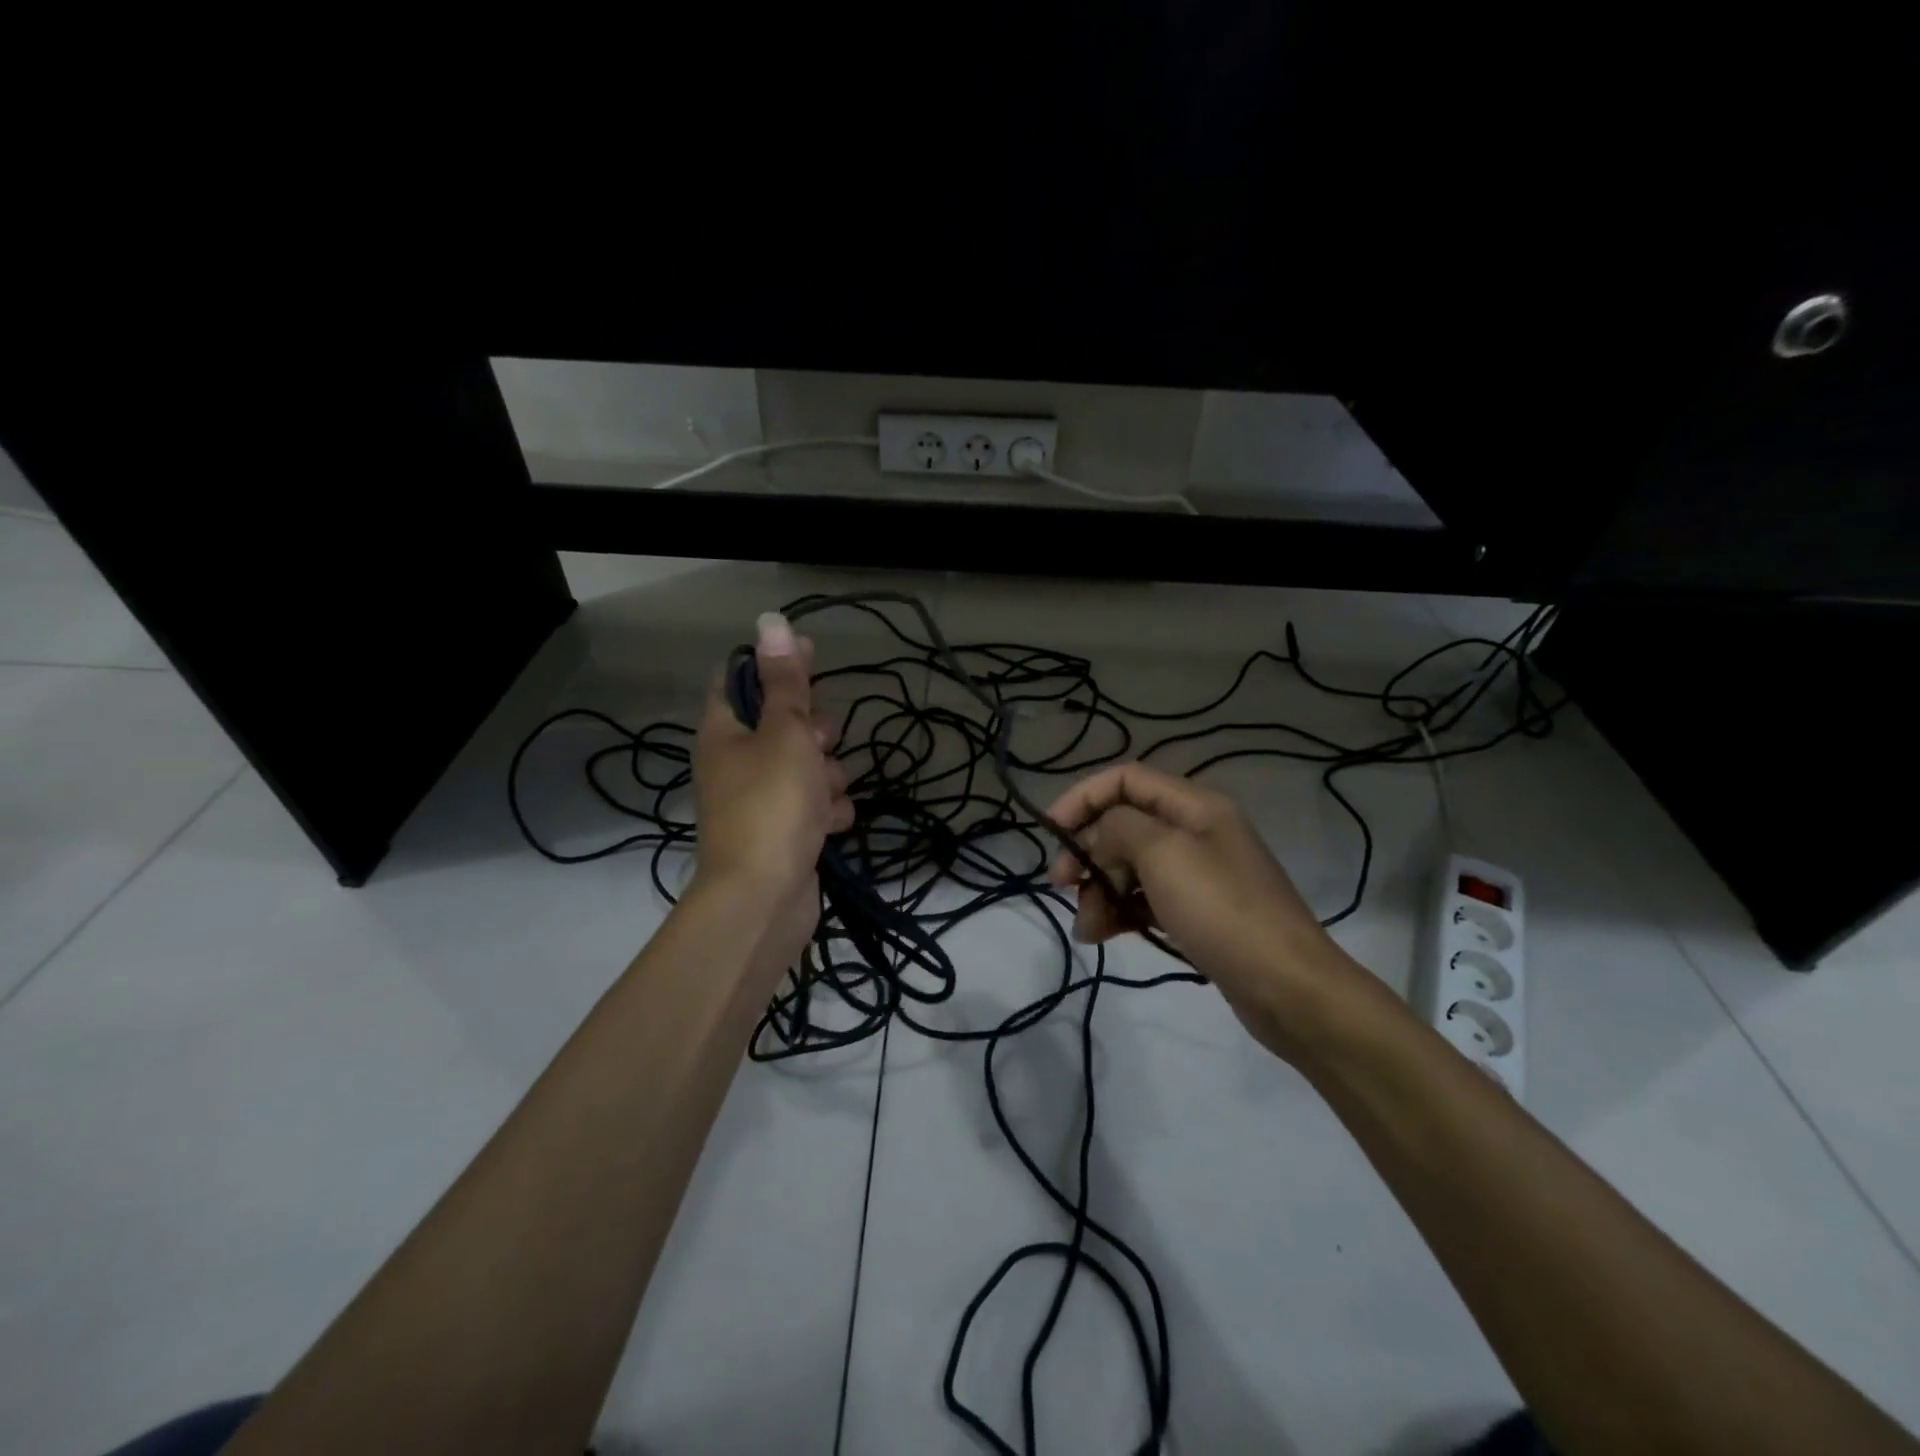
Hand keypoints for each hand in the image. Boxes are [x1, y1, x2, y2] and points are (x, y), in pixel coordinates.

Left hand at [692, 613, 854, 979]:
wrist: (764, 899)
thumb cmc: (772, 804)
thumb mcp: (785, 733)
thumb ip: (785, 682)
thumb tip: (772, 621)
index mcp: (724, 732)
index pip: (743, 679)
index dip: (777, 667)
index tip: (812, 663)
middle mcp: (737, 762)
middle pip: (785, 724)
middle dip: (815, 733)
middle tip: (819, 745)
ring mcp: (761, 800)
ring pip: (809, 766)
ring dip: (828, 777)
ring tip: (825, 796)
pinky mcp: (784, 832)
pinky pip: (815, 806)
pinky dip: (828, 813)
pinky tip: (831, 827)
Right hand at [1045, 762, 1384, 1061]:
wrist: (1287, 987)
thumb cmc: (1222, 909)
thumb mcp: (1163, 854)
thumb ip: (1119, 828)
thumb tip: (1098, 837)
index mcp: (1195, 805)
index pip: (1125, 779)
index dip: (1083, 798)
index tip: (1052, 833)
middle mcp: (1196, 831)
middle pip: (1125, 824)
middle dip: (1089, 852)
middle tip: (1064, 885)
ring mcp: (1198, 874)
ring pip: (1131, 866)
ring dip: (1100, 890)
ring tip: (1088, 928)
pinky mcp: (1198, 912)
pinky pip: (1146, 899)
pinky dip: (1121, 912)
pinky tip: (1104, 935)